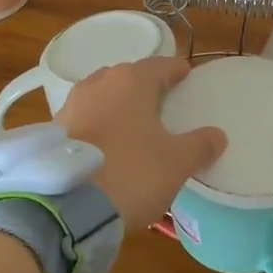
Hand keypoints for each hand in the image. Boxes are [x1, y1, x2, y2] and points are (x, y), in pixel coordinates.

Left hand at [57, 57, 225, 230]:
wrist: (68, 207)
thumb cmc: (131, 174)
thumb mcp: (176, 163)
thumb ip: (200, 145)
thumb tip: (217, 135)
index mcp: (131, 81)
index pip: (161, 65)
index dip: (176, 71)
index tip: (187, 76)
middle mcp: (98, 83)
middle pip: (128, 77)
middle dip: (144, 87)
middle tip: (162, 103)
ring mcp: (72, 105)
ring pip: (102, 96)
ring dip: (118, 106)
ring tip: (133, 125)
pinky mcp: (54, 130)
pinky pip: (85, 119)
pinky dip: (99, 125)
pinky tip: (107, 145)